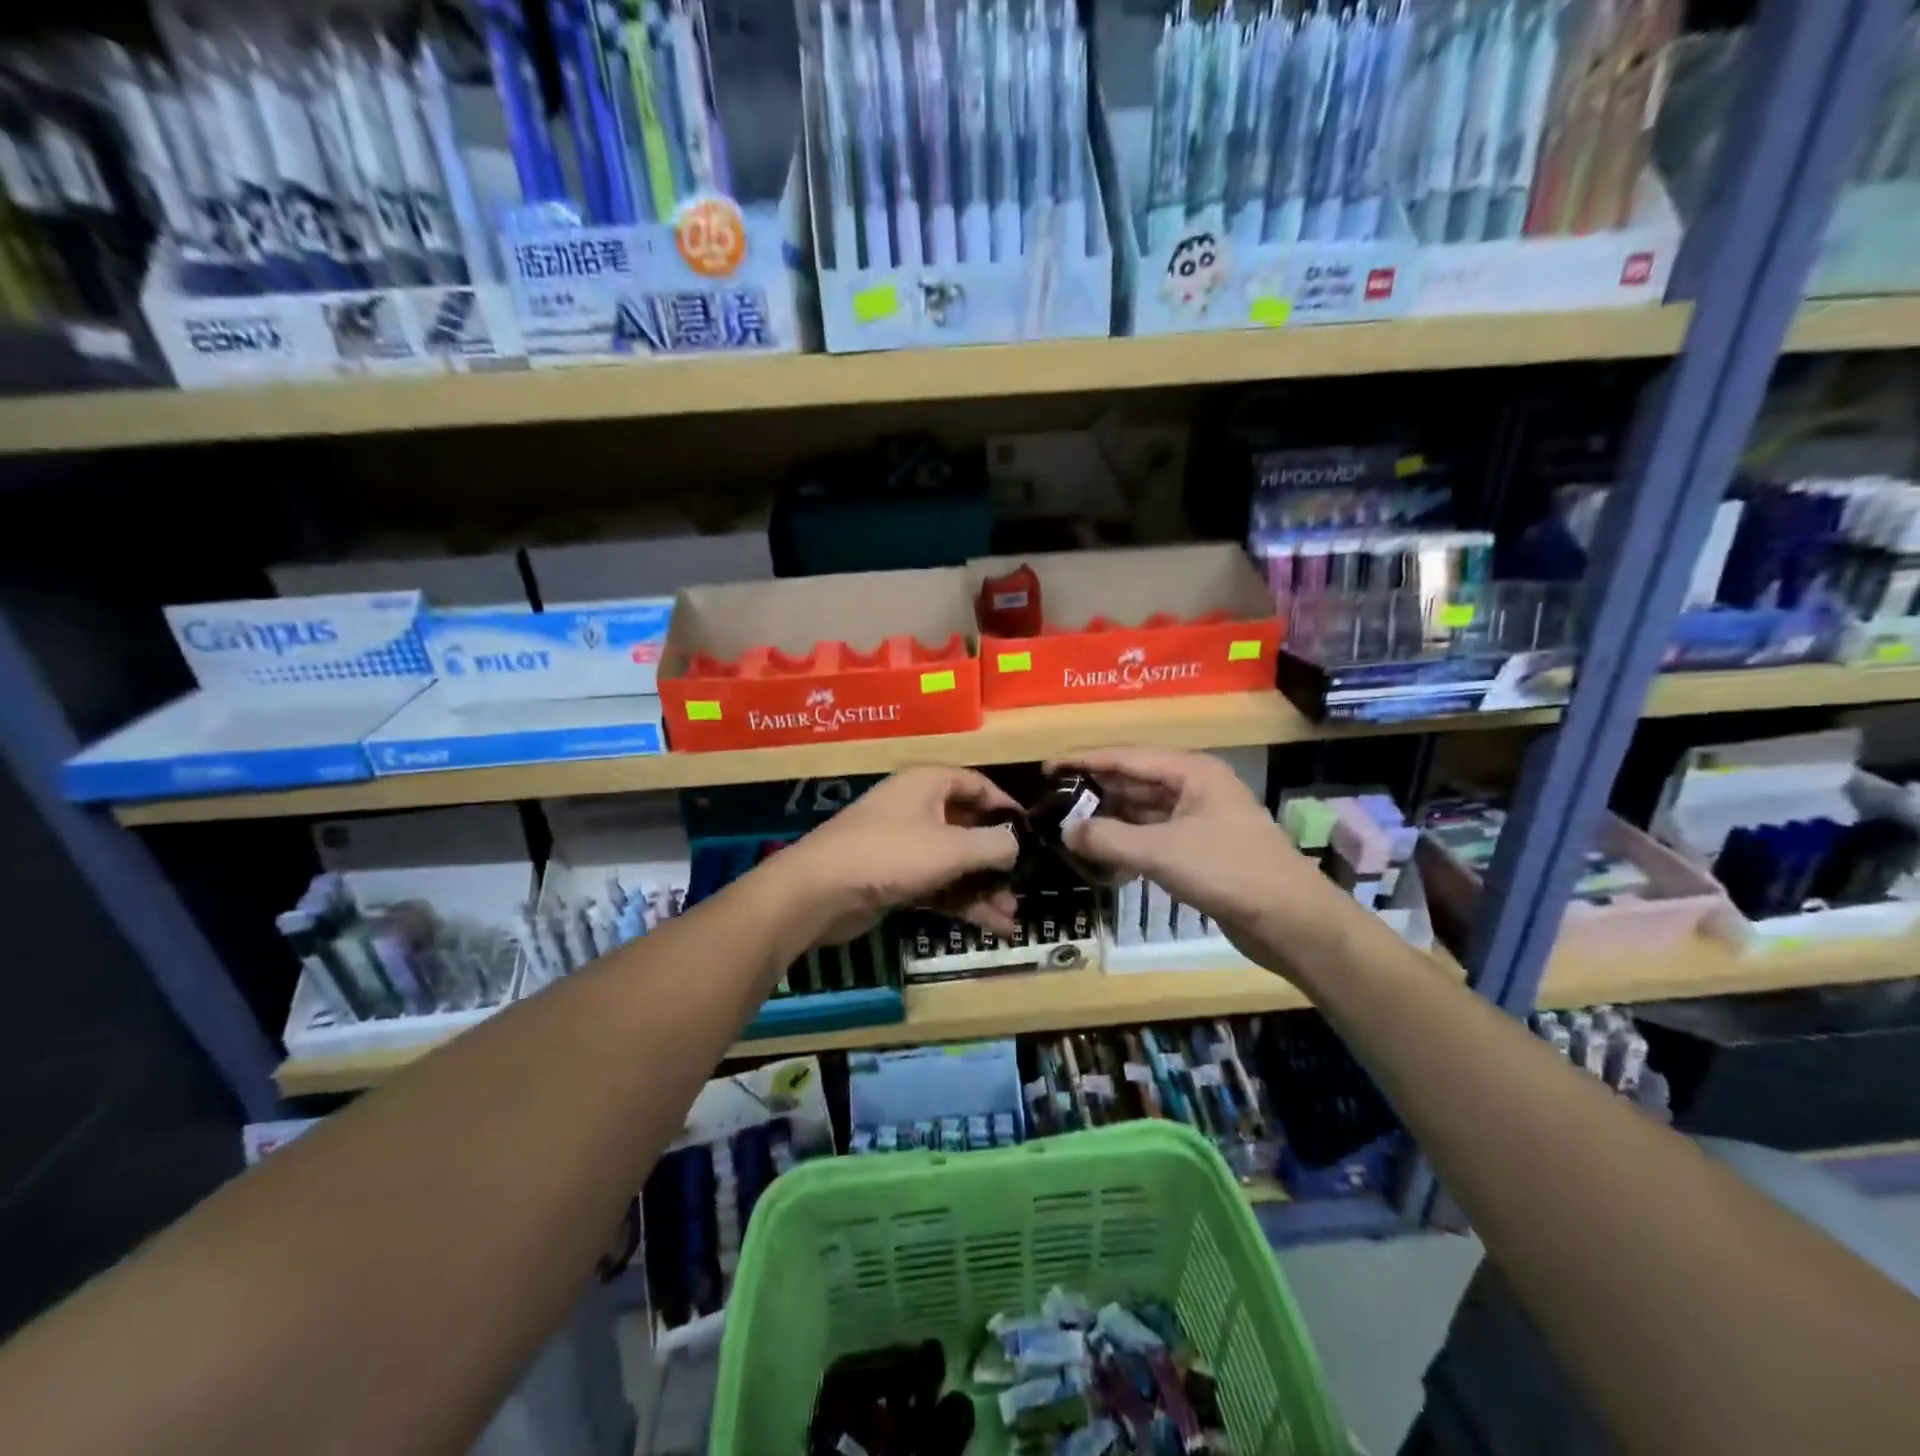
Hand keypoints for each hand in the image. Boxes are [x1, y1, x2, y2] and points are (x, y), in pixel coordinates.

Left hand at [772, 767, 1023, 948]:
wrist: (820, 892)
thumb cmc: (891, 854)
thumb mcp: (952, 847)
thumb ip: (994, 844)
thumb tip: (1017, 844)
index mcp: (929, 784)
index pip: (978, 785)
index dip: (1007, 806)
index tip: (1033, 833)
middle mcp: (918, 808)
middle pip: (969, 828)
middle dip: (998, 860)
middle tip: (1024, 884)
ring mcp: (905, 845)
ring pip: (955, 863)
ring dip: (984, 888)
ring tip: (1012, 918)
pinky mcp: (895, 878)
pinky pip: (938, 885)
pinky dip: (962, 902)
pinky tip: (991, 927)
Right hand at [1049, 748, 1353, 972]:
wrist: (1293, 922)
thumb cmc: (1230, 872)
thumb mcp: (1162, 852)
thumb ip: (1109, 838)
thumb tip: (1066, 831)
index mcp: (1191, 771)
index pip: (1125, 757)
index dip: (1083, 760)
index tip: (1046, 768)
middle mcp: (1195, 787)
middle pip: (1134, 781)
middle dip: (1094, 790)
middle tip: (1052, 802)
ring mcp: (1200, 819)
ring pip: (1143, 811)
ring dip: (1109, 820)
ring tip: (1069, 829)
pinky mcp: (1201, 849)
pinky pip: (1154, 837)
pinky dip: (1128, 843)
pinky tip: (1103, 857)